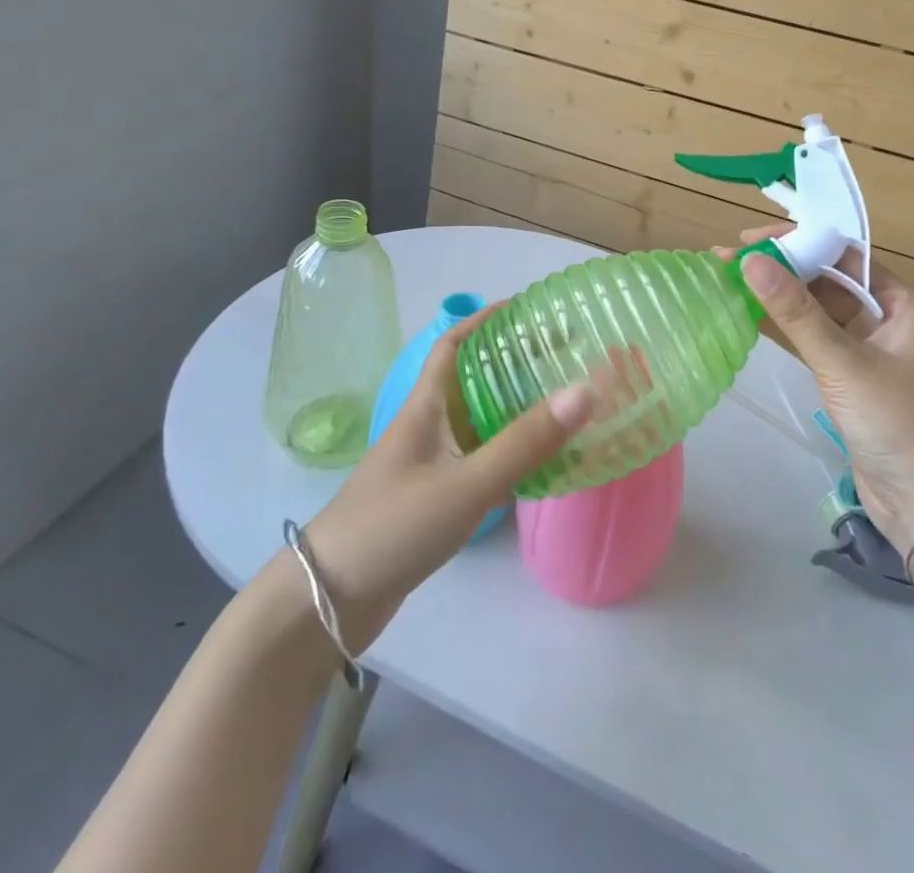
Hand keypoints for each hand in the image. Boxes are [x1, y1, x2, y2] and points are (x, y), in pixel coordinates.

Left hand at [300, 304, 592, 650]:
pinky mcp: (432, 499)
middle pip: (472, 381)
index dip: (485, 321)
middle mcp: (426, 427)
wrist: (329, 602)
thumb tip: (584, 391)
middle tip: (562, 360)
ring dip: (514, 410)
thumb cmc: (392, 527)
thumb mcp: (465, 484)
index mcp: (425, 408)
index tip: (528, 311)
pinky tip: (538, 465)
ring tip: (562, 404)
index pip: (452, 345)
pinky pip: (478, 461)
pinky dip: (507, 454)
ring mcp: (428, 465)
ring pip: (478, 423)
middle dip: (513, 365)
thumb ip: (523, 443)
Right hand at [727, 226, 913, 550]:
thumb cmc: (897, 424)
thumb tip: (751, 261)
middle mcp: (885, 320)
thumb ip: (796, 313)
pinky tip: (749, 317)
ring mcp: (867, 351)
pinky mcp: (849, 379)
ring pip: (816, 312)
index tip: (752, 239)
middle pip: (827, 281)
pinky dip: (784, 329)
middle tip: (730, 261)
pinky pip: (812, 341)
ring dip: (777, 298)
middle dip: (781, 269)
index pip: (844, 256)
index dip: (799, 241)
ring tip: (729, 282)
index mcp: (900, 305)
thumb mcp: (844, 364)